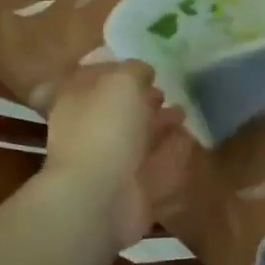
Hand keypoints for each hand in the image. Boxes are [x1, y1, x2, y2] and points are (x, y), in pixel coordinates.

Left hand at [43, 62, 191, 248]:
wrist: (100, 196)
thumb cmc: (106, 128)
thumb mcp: (122, 81)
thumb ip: (135, 70)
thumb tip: (143, 72)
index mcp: (76, 101)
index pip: (92, 80)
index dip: (116, 72)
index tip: (142, 68)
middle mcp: (88, 130)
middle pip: (116, 111)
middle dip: (141, 101)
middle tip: (165, 92)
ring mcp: (108, 162)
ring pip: (136, 138)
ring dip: (158, 125)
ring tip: (183, 112)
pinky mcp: (130, 187)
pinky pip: (154, 165)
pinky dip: (170, 153)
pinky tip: (188, 141)